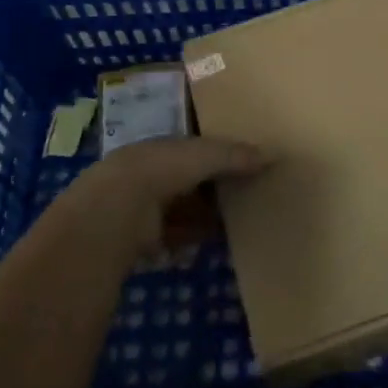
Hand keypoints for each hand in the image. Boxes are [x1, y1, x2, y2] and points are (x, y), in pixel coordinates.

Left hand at [61, 136, 266, 261]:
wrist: (115, 213)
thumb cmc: (159, 171)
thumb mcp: (203, 155)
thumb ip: (234, 155)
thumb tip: (272, 154)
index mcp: (159, 147)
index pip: (191, 148)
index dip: (216, 153)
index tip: (244, 161)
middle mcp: (148, 174)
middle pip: (188, 180)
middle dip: (212, 186)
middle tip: (247, 191)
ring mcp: (142, 208)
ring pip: (183, 209)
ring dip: (205, 214)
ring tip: (239, 218)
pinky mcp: (142, 239)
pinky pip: (176, 236)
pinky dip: (194, 237)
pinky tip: (216, 240)